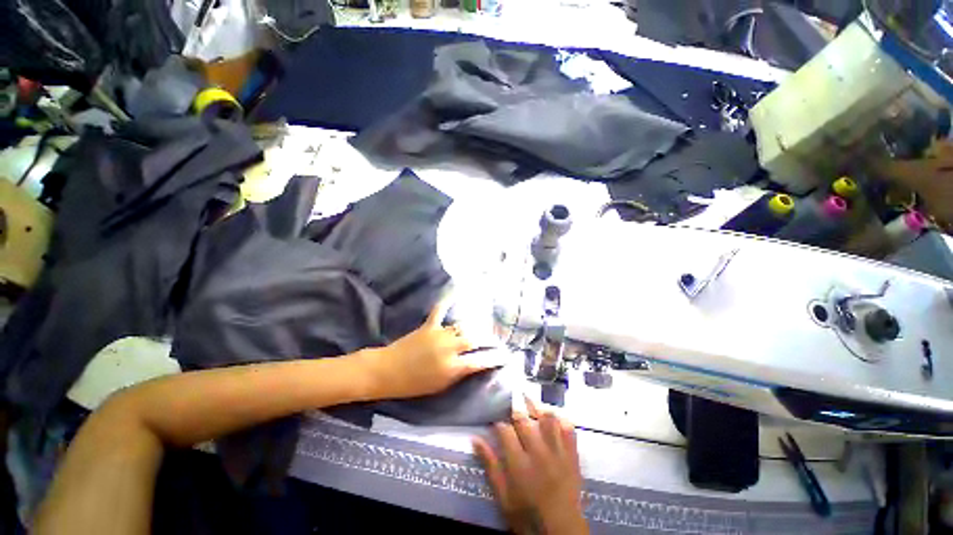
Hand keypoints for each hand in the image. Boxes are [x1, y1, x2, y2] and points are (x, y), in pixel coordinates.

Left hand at [363, 300, 500, 398]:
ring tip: (482, 328)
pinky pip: (441, 310)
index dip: (496, 358)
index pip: (481, 361)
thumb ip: (459, 374)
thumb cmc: (413, 385)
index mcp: (452, 368)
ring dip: (474, 328)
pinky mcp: (429, 326)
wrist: (386, 371)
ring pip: (463, 327)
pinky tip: (456, 291)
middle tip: (495, 340)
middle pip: (475, 339)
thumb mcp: (440, 386)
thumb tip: (474, 364)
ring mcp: (439, 335)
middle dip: (489, 339)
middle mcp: (450, 349)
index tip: (505, 355)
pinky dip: (448, 301)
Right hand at [473, 398, 587, 534]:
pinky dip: (561, 418)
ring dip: (537, 407)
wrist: (561, 531)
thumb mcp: (503, 496)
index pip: (505, 431)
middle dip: (516, 408)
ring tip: (529, 400)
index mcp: (519, 464)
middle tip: (512, 403)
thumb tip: (475, 439)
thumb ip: (490, 465)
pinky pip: (569, 429)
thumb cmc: (527, 515)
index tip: (495, 422)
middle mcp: (538, 453)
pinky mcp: (572, 455)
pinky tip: (554, 414)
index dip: (498, 423)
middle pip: (525, 420)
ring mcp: (558, 452)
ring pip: (547, 418)